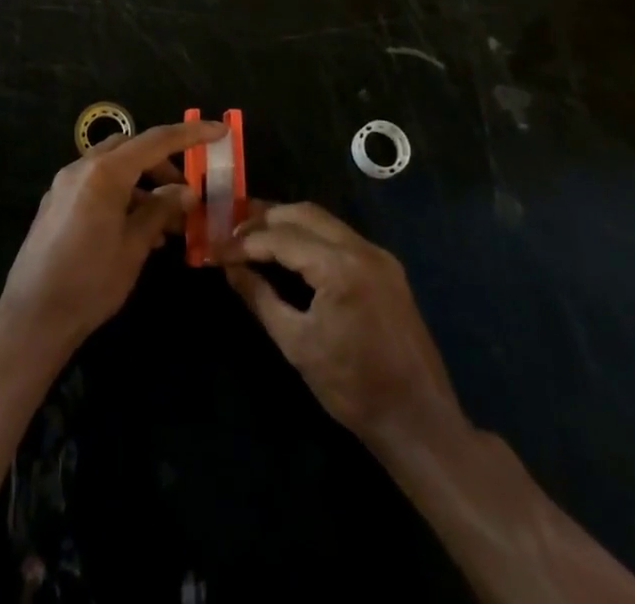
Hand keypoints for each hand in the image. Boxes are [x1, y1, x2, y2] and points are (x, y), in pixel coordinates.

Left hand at [0, 121, 226, 352]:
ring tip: (165, 222)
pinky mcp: (56, 202)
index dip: (190, 134)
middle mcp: (82, 168)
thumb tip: (186, 192)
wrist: (32, 317)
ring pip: (113, 166)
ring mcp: (65, 184)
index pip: (155, 141)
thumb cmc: (90, 282)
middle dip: (162, 163)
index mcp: (104, 173)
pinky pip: (96, 184)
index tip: (218, 129)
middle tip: (186, 193)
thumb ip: (160, 211)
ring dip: (141, 183)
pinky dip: (121, 194)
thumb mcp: (134, 247)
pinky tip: (137, 230)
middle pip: (131, 149)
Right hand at [223, 203, 462, 448]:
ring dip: (287, 223)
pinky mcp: (386, 267)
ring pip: (322, 220)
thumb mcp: (297, 345)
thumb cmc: (352, 389)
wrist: (419, 421)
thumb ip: (260, 298)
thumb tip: (230, 268)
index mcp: (340, 267)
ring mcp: (378, 255)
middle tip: (231, 231)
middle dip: (264, 219)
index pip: (281, 238)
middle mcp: (361, 248)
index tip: (215, 249)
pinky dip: (310, 235)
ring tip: (254, 236)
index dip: (244, 242)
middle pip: (303, 213)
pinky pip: (340, 236)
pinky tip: (290, 250)